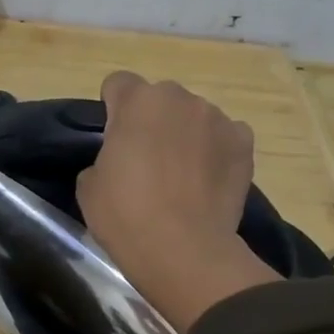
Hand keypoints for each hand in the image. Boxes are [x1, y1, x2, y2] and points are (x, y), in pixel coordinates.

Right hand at [77, 71, 278, 332]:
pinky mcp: (244, 144)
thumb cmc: (126, 215)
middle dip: (152, 120)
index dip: (112, 109)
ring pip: (194, 117)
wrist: (184, 250)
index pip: (118, 84)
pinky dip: (216, 151)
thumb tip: (120, 160)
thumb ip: (104, 157)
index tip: (113, 138)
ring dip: (186, 134)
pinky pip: (225, 136)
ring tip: (182, 175)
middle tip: (146, 160)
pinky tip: (208, 181)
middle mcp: (180, 98)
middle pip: (160, 98)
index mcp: (137, 101)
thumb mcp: (89, 185)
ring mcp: (217, 119)